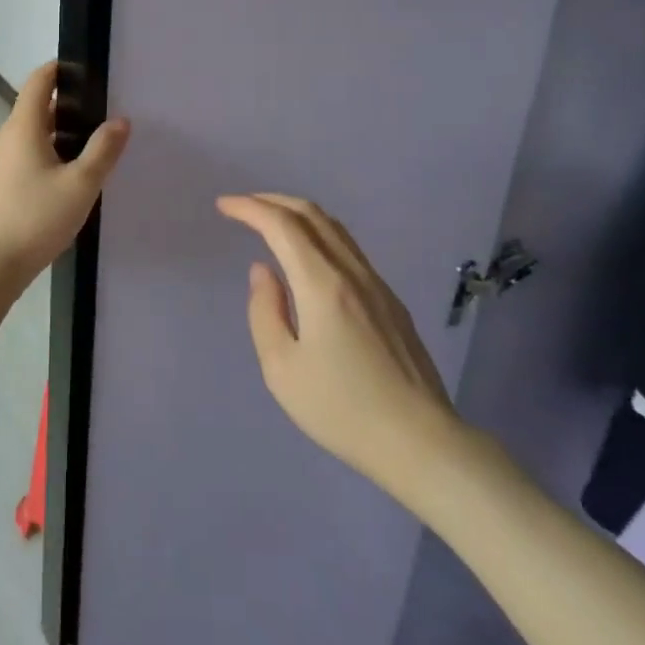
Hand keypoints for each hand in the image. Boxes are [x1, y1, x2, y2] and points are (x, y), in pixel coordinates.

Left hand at [0, 63, 129, 305]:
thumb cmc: (35, 218)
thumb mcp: (80, 184)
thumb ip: (103, 150)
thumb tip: (121, 120)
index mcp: (23, 126)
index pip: (39, 80)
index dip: (61, 68)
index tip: (89, 69)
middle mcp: (9, 137)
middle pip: (38, 106)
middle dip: (70, 102)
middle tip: (105, 108)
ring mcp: (3, 162)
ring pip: (35, 133)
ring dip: (63, 131)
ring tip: (97, 141)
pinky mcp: (4, 184)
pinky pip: (31, 155)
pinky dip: (53, 152)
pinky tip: (75, 173)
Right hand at [217, 194, 463, 497]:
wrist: (421, 442)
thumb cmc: (342, 410)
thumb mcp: (282, 369)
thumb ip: (265, 312)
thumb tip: (263, 271)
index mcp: (322, 284)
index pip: (282, 225)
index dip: (249, 208)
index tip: (223, 205)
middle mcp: (352, 272)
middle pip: (312, 215)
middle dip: (273, 201)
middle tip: (243, 207)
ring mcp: (377, 285)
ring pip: (334, 229)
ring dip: (298, 215)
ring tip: (271, 223)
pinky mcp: (391, 302)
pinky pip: (348, 249)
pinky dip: (318, 236)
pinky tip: (308, 258)